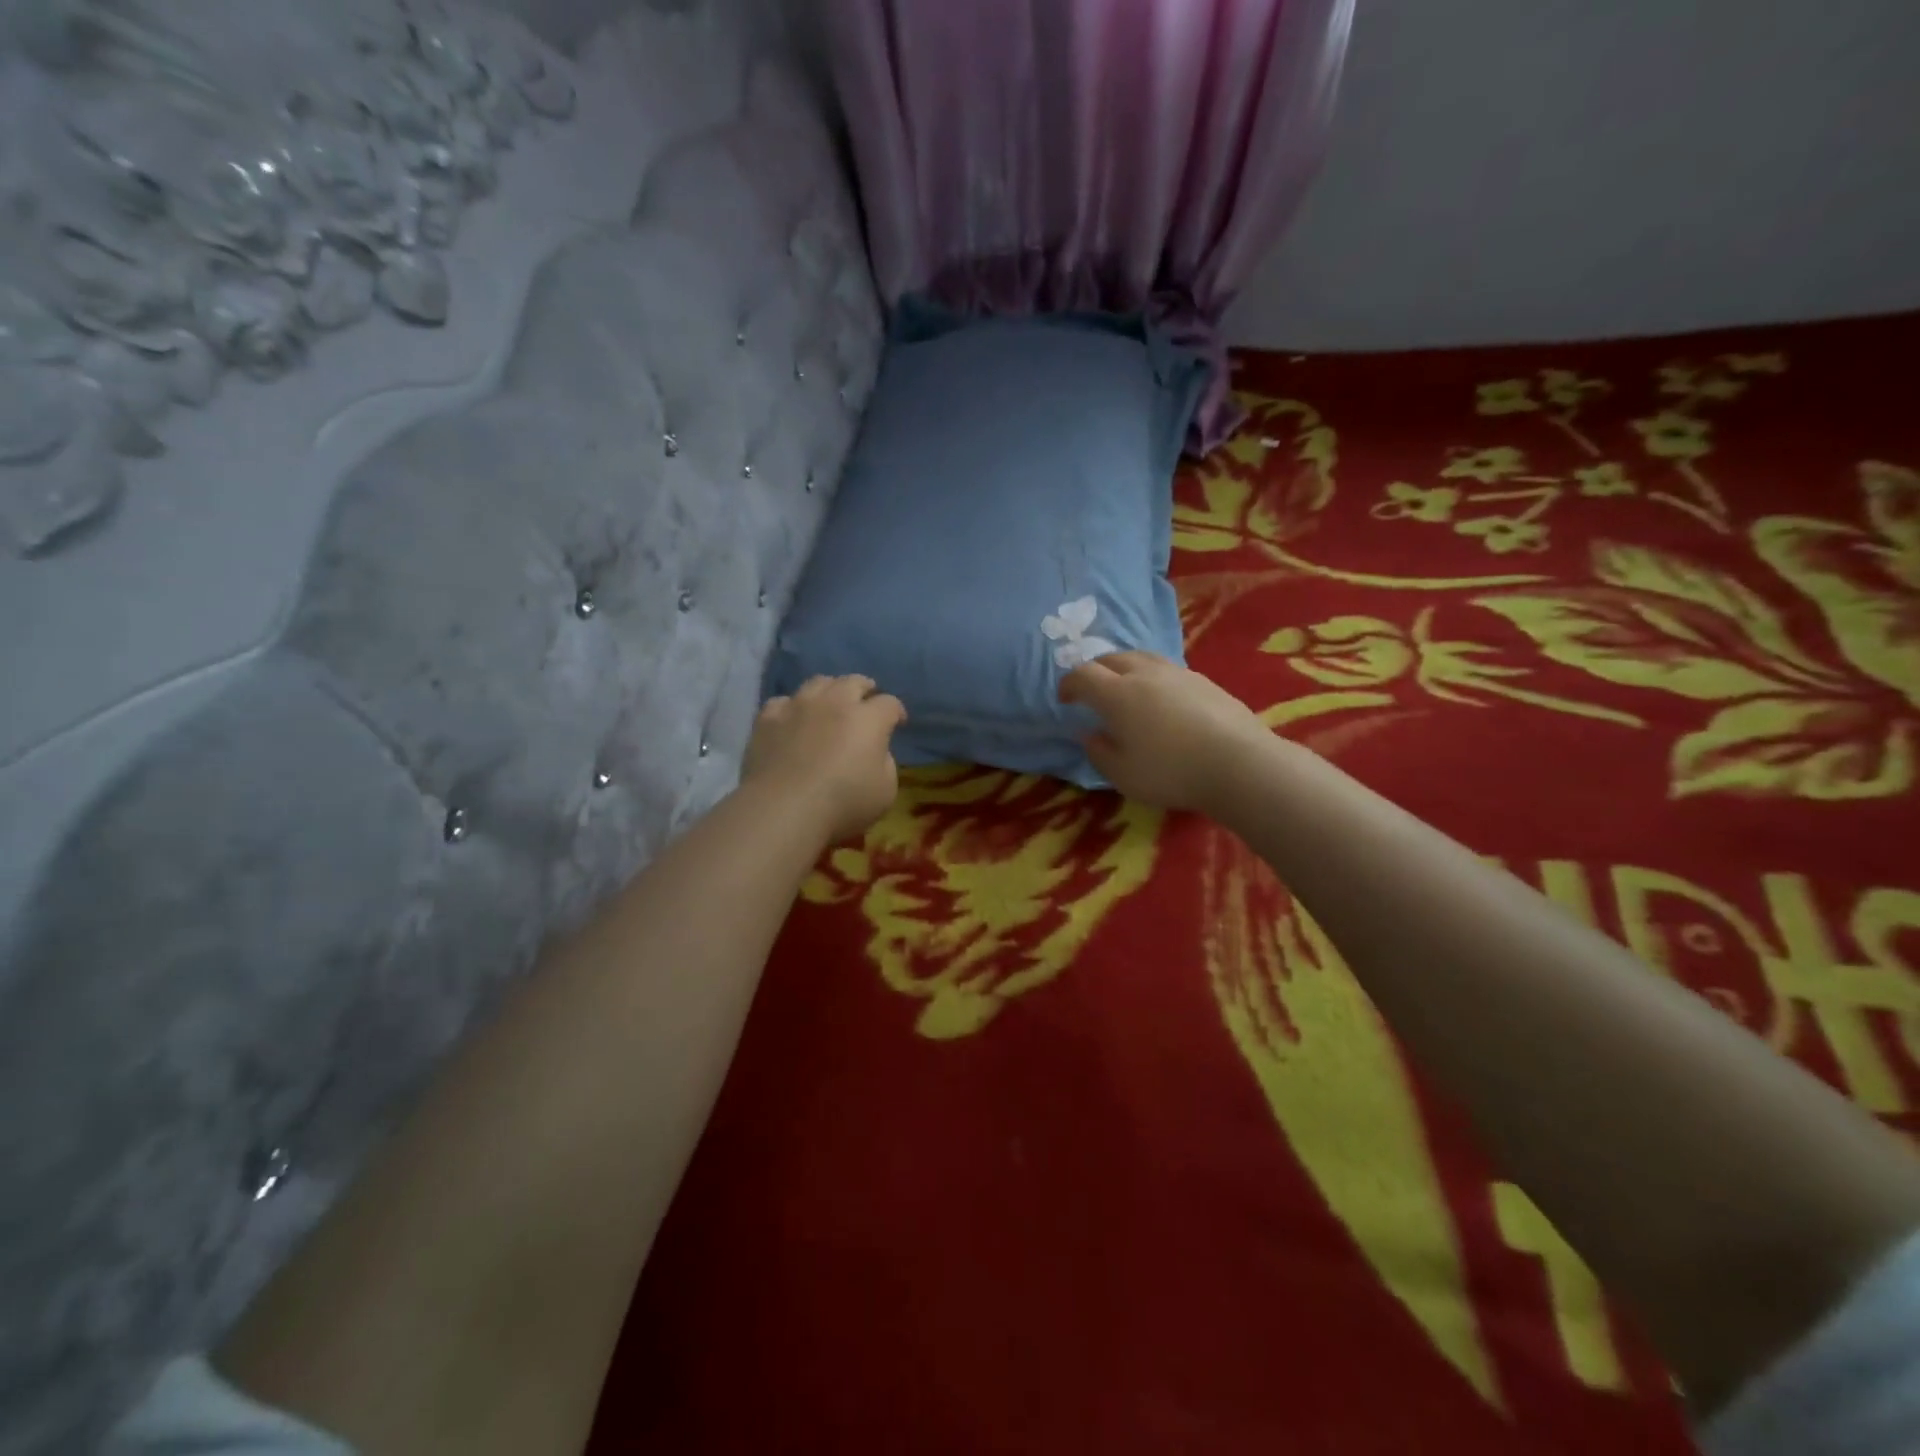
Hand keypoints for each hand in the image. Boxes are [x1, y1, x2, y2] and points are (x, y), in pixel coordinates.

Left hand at [744, 675, 906, 842]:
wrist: (784, 809)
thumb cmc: (843, 804)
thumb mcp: (886, 791)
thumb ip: (885, 763)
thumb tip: (875, 751)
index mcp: (869, 719)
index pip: (889, 704)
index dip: (896, 712)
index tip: (898, 722)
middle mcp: (835, 702)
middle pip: (854, 681)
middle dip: (865, 688)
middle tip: (866, 700)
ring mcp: (798, 706)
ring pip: (818, 682)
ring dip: (830, 689)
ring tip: (830, 702)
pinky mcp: (768, 718)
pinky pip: (783, 702)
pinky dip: (792, 708)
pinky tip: (792, 719)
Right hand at [1058, 651, 1271, 812]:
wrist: (1239, 763)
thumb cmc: (1171, 772)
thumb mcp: (1122, 774)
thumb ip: (1099, 752)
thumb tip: (1089, 734)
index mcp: (1117, 694)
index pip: (1083, 675)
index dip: (1068, 684)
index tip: (1064, 699)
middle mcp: (1144, 674)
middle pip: (1111, 658)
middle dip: (1095, 670)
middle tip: (1091, 690)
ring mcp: (1177, 673)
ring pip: (1141, 657)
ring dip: (1124, 668)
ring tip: (1125, 687)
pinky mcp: (1204, 681)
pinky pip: (1166, 669)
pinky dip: (1152, 677)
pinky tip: (1160, 699)